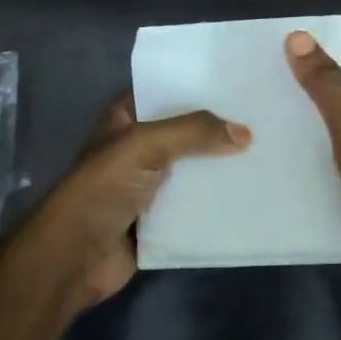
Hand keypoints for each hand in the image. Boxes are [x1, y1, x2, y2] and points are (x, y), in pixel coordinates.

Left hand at [29, 94, 250, 308]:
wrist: (76, 256)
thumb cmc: (104, 187)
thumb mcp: (146, 144)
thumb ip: (194, 132)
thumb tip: (245, 134)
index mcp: (124, 118)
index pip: (165, 92)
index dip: (196, 88)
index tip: (237, 84)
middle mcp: (136, 147)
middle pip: (183, 132)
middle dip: (216, 129)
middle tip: (261, 120)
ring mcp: (146, 184)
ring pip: (191, 169)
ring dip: (219, 167)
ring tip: (265, 155)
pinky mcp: (157, 219)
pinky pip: (192, 204)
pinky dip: (214, 202)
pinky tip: (248, 194)